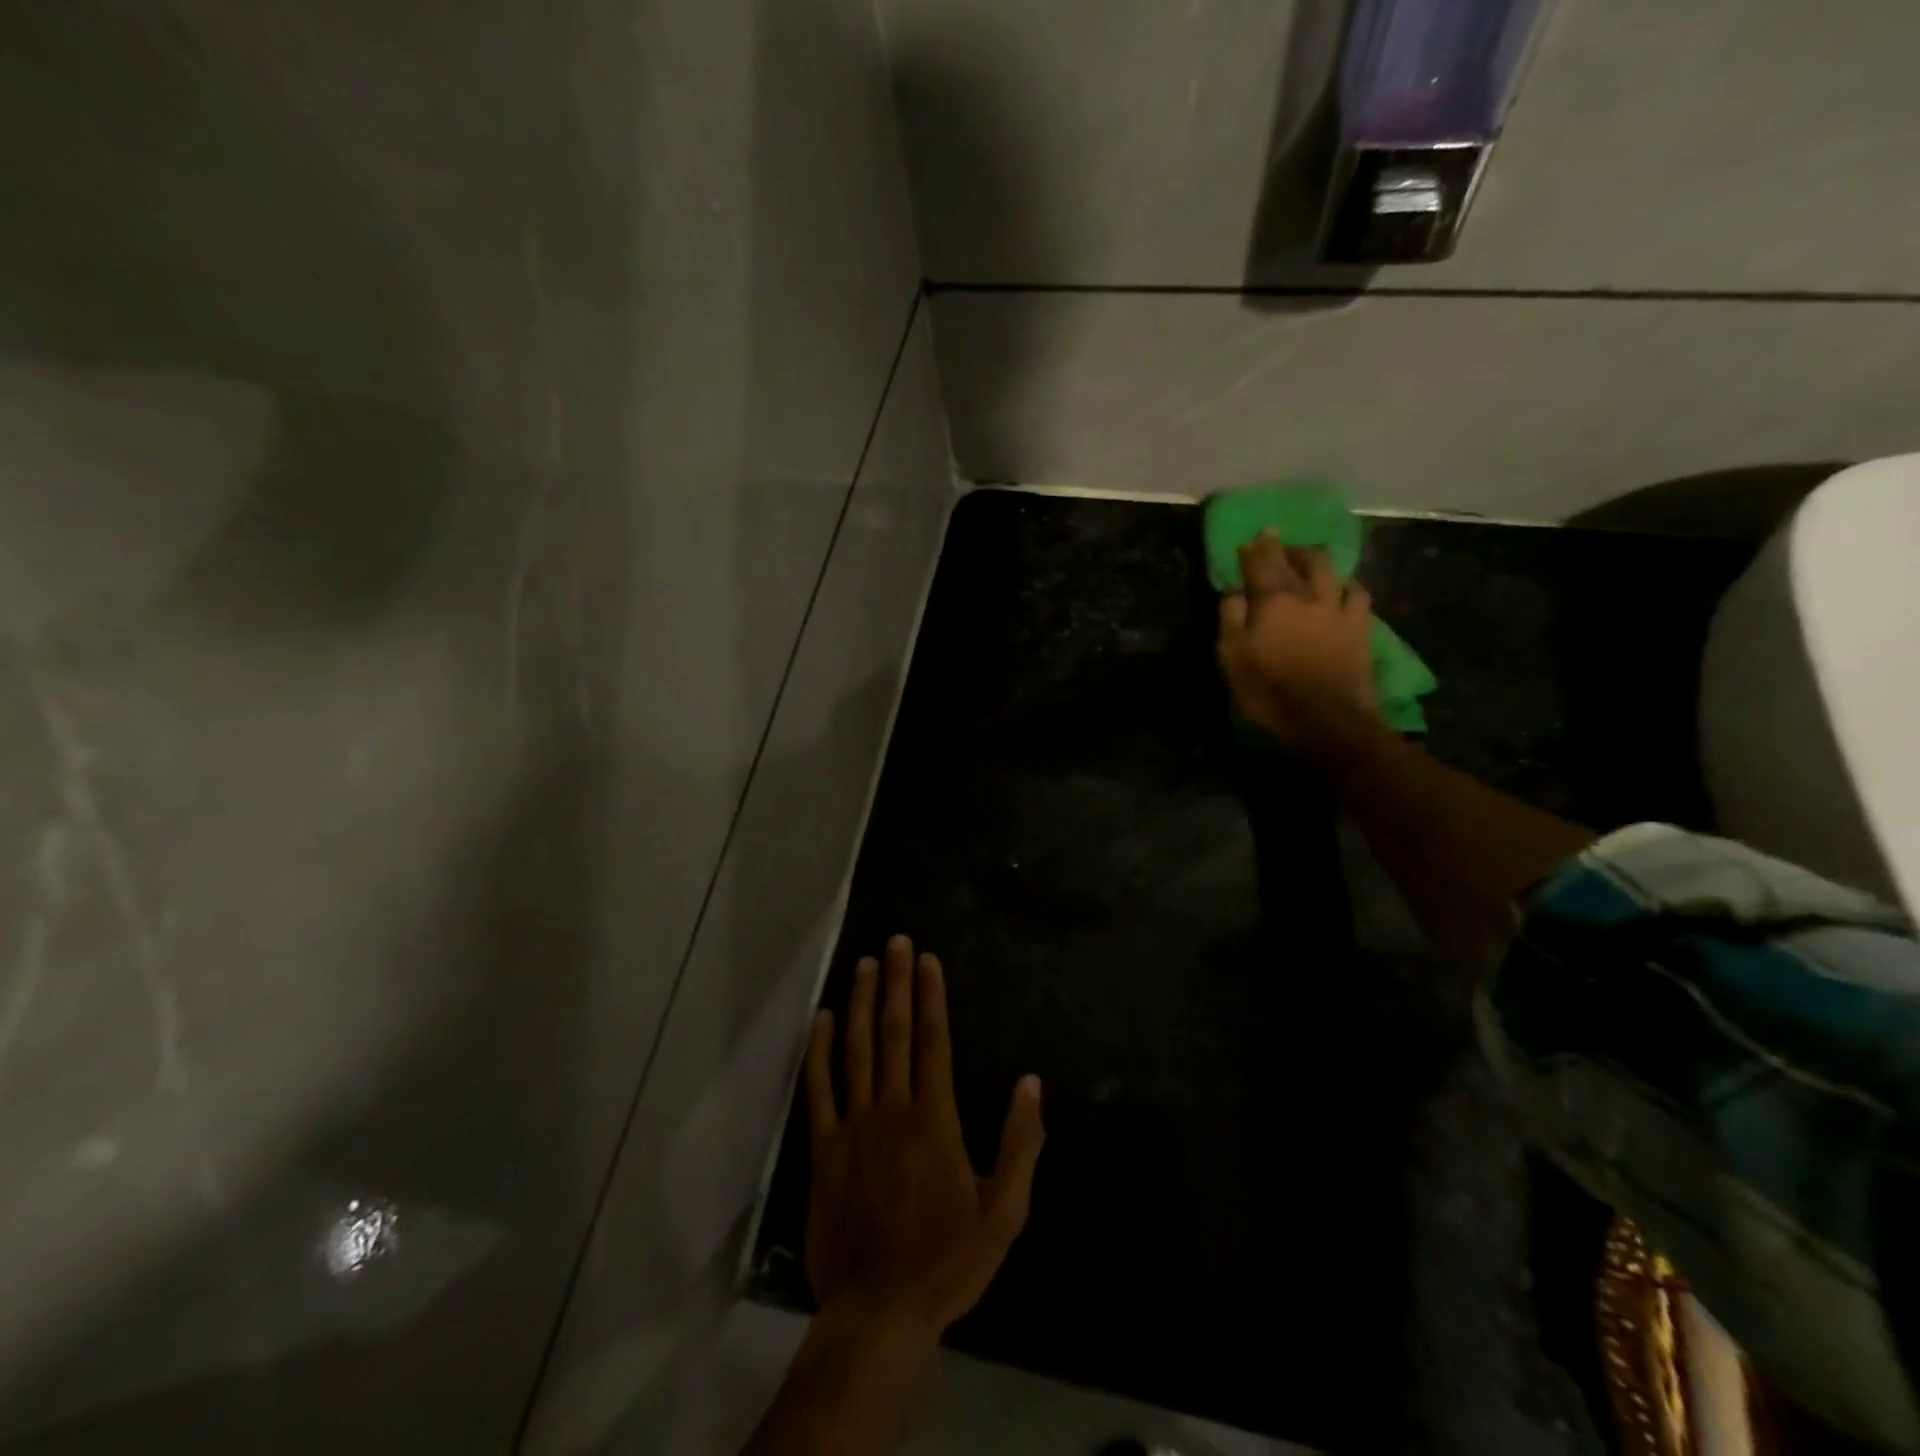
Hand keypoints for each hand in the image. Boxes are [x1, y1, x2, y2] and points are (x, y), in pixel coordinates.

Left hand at [803, 935, 1044, 1341]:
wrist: (878, 1311)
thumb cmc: (947, 1262)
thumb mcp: (1004, 1212)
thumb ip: (1020, 1143)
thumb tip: (1030, 1083)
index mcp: (935, 1118)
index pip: (934, 1040)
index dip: (930, 995)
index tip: (926, 958)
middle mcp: (893, 1108)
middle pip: (895, 1032)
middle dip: (896, 982)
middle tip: (895, 941)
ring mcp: (854, 1125)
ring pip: (856, 1049)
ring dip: (860, 1002)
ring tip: (864, 964)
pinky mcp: (824, 1147)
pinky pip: (819, 1089)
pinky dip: (819, 1051)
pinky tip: (821, 1020)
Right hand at [1217, 533, 1378, 748]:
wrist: (1326, 719)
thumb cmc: (1269, 691)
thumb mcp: (1232, 659)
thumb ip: (1231, 620)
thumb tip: (1233, 592)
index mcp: (1273, 600)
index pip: (1262, 563)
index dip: (1255, 550)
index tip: (1249, 540)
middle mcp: (1308, 594)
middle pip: (1298, 560)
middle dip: (1284, 547)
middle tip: (1275, 541)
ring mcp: (1339, 608)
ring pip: (1330, 569)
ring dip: (1315, 558)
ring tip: (1308, 558)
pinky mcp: (1361, 627)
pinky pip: (1358, 593)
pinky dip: (1346, 584)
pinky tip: (1343, 586)